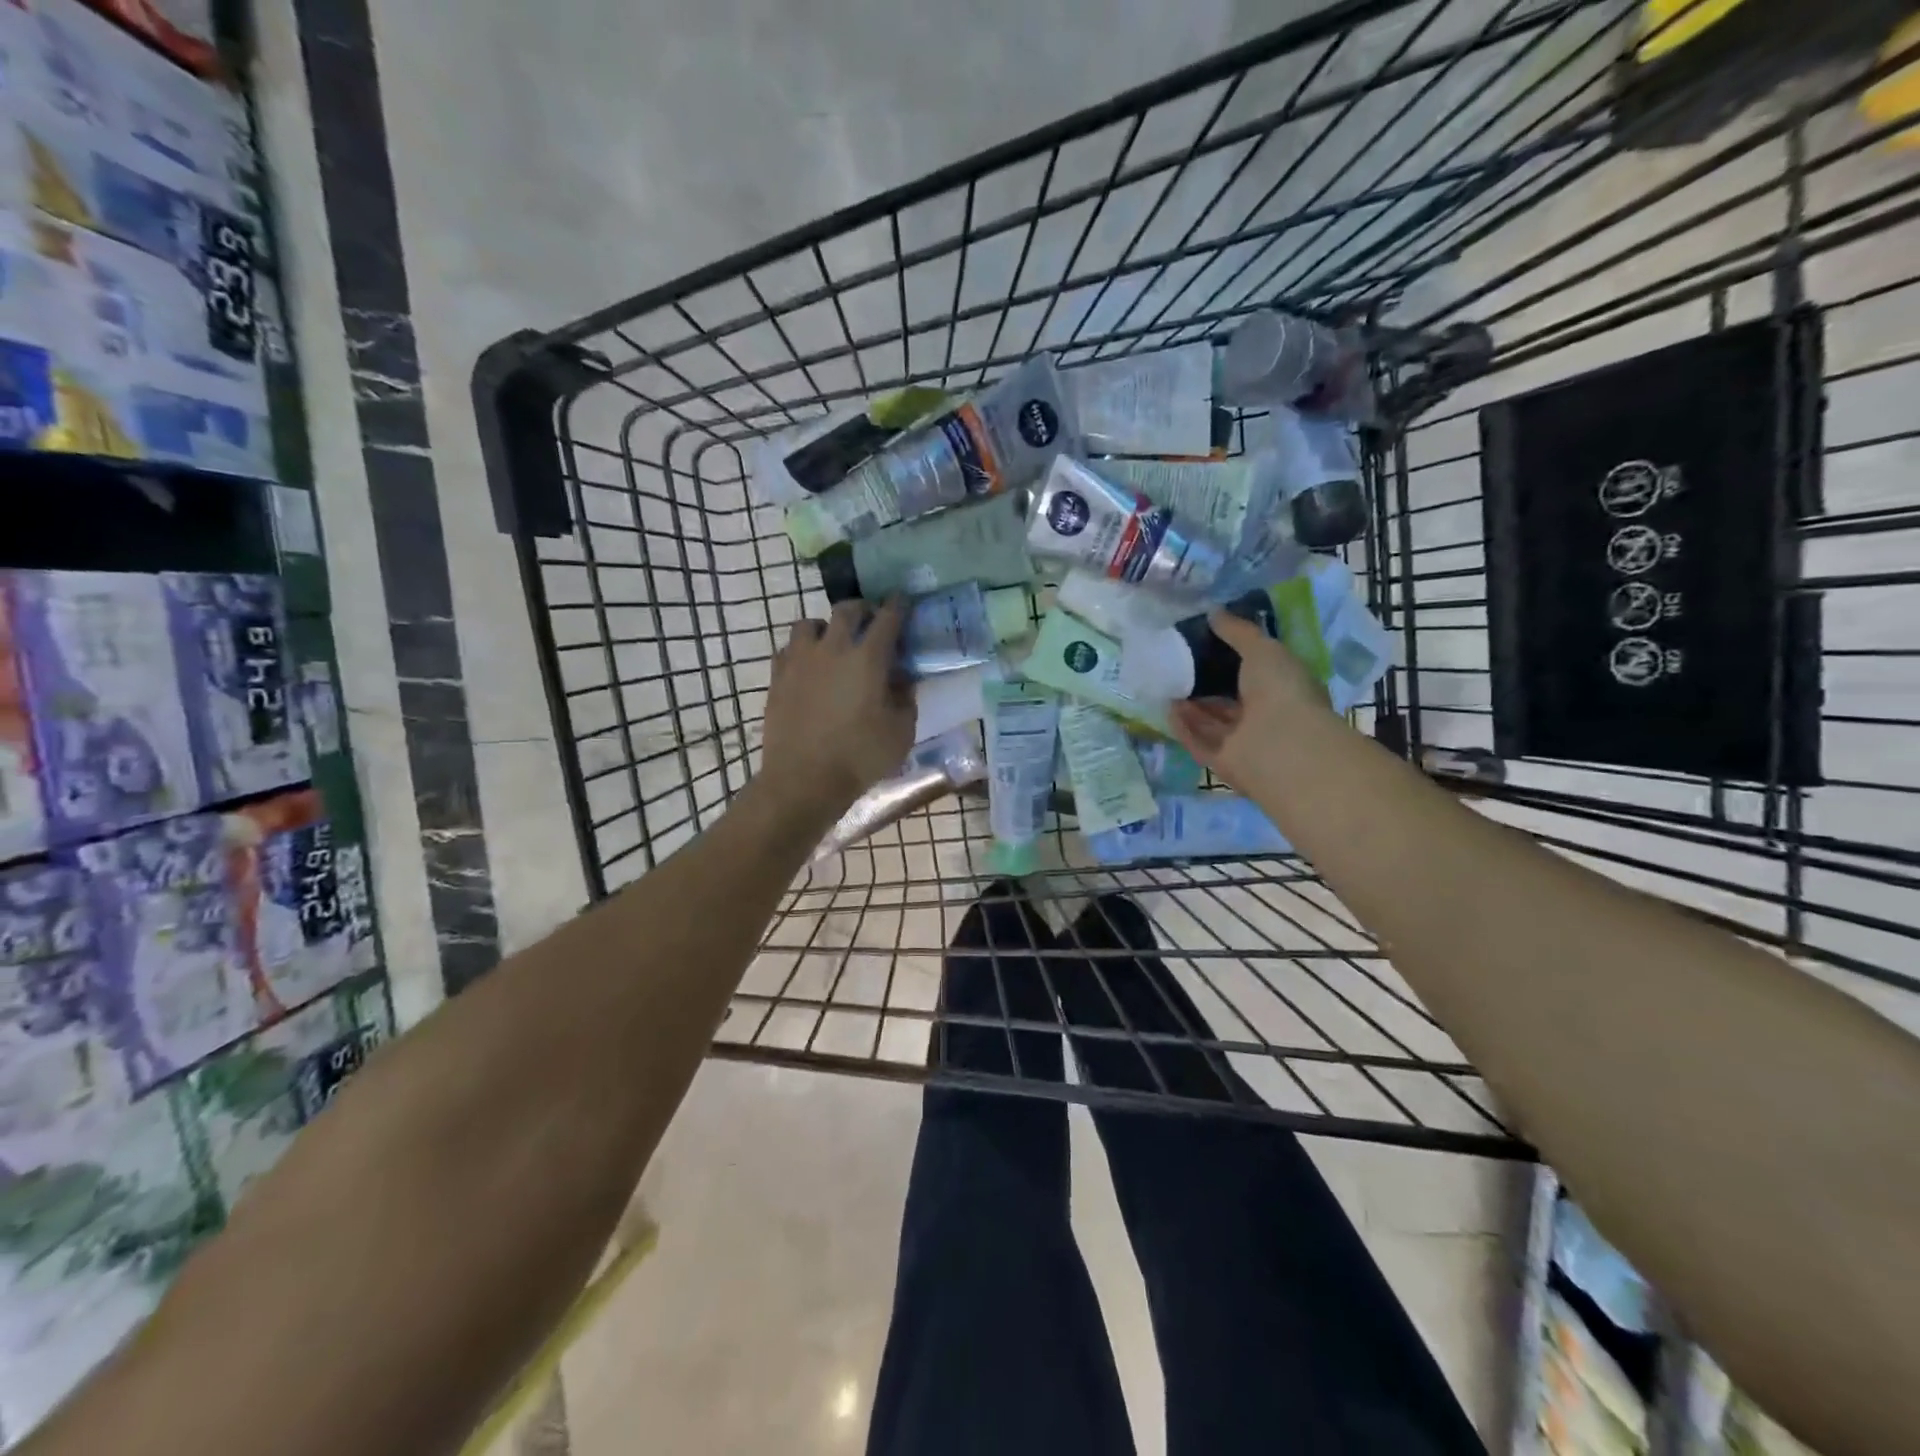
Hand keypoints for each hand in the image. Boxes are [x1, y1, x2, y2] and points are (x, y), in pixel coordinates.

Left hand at [761, 599, 915, 814]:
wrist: (804, 779)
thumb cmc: (860, 756)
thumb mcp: (901, 731)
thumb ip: (905, 697)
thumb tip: (902, 677)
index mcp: (868, 657)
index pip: (887, 618)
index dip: (897, 605)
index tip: (902, 600)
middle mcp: (833, 648)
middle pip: (847, 610)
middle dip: (863, 609)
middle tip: (871, 620)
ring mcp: (800, 660)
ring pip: (810, 624)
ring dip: (826, 626)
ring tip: (833, 642)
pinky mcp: (777, 677)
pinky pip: (789, 649)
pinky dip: (802, 650)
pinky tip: (809, 666)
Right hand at [1168, 611, 1334, 792]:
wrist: (1280, 745)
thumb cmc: (1280, 690)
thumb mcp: (1262, 649)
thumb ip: (1238, 632)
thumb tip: (1214, 612)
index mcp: (1285, 690)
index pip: (1259, 674)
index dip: (1235, 660)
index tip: (1208, 644)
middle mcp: (1267, 718)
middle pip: (1232, 701)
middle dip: (1208, 685)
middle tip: (1180, 664)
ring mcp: (1245, 743)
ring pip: (1214, 723)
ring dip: (1192, 707)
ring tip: (1167, 683)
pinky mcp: (1222, 762)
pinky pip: (1199, 742)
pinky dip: (1185, 727)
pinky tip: (1167, 709)